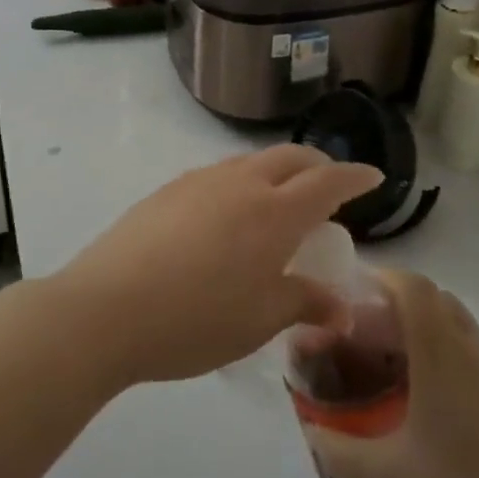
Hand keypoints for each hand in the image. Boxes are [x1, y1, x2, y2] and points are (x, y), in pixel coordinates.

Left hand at [51, 147, 382, 386]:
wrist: (105, 309)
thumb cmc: (196, 320)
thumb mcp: (260, 320)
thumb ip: (305, 304)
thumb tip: (341, 309)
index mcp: (274, 212)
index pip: (327, 181)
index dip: (354, 177)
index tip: (373, 177)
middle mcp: (240, 184)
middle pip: (289, 157)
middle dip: (317, 164)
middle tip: (328, 186)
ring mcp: (198, 182)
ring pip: (250, 162)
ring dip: (275, 172)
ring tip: (278, 202)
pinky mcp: (166, 191)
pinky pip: (218, 176)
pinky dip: (240, 183)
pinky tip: (227, 216)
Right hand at [302, 269, 478, 477]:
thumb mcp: (383, 477)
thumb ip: (337, 448)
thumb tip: (311, 428)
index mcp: (440, 354)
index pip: (413, 287)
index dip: (381, 278)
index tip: (350, 294)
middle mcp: (471, 350)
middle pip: (434, 298)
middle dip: (396, 302)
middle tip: (363, 331)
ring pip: (455, 323)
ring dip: (421, 327)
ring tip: (388, 362)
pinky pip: (470, 351)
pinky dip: (442, 351)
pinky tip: (423, 397)